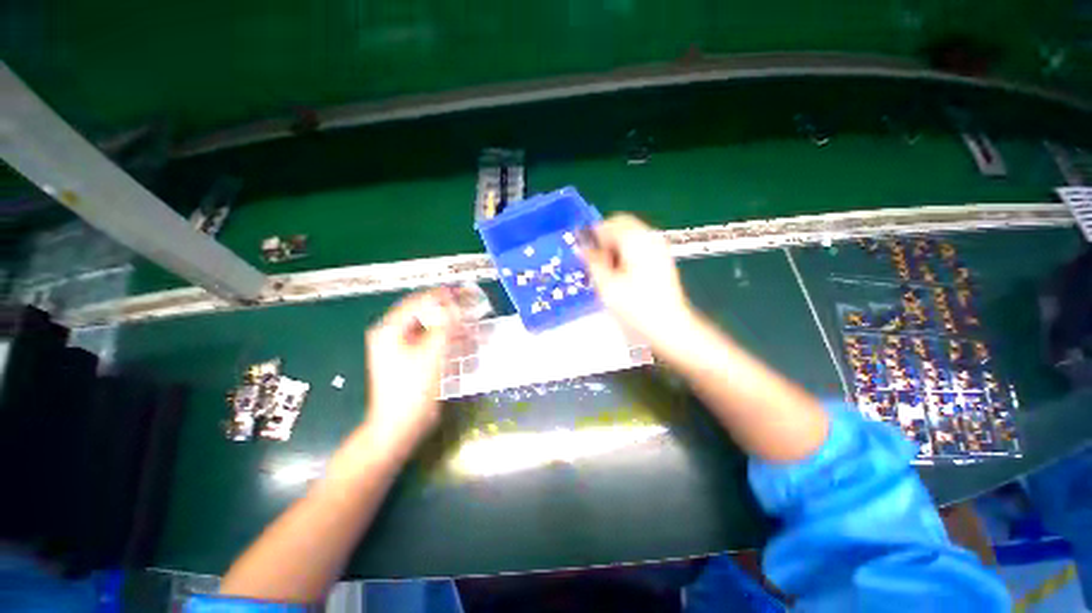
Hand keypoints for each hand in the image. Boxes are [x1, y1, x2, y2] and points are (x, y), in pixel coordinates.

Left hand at [363, 288, 463, 448]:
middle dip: (454, 315)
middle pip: (429, 315)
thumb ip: (446, 326)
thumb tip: (459, 304)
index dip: (444, 295)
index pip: (419, 301)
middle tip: (475, 312)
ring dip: (457, 331)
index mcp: (391, 329)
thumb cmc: (411, 390)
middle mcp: (396, 335)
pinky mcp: (417, 361)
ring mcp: (406, 349)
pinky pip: (437, 345)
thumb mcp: (431, 354)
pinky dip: (452, 345)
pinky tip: (468, 351)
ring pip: (436, 330)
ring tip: (476, 334)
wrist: (399, 428)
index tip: (467, 292)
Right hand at [580, 214, 693, 345]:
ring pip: (630, 235)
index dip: (593, 235)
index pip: (609, 223)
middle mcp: (649, 237)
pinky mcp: (663, 258)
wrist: (670, 325)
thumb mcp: (607, 285)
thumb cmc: (636, 306)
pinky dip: (627, 252)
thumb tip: (581, 247)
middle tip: (595, 262)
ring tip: (607, 270)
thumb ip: (593, 262)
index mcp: (635, 240)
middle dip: (605, 239)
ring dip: (615, 246)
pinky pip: (639, 245)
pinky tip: (622, 273)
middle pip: (621, 225)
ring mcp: (659, 247)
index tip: (583, 252)